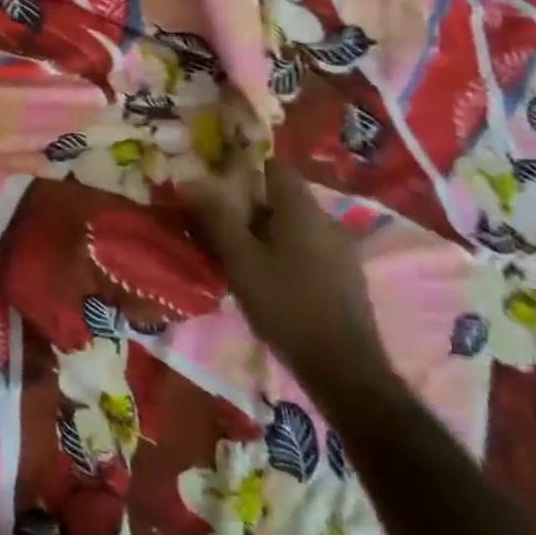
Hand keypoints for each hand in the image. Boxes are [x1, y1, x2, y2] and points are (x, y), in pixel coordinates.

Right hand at [183, 153, 394, 411]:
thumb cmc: (286, 305)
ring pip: (294, 226)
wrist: (342, 367)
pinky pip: (307, 249)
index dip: (245, 169)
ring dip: (265, 232)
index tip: (216, 183)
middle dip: (249, 206)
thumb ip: (217, 218)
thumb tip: (189, 179)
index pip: (275, 167)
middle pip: (282, 198)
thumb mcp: (241, 260)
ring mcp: (340, 249)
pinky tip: (266, 278)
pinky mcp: (345, 276)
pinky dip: (283, 252)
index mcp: (302, 210)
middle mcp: (326, 220)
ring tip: (236, 255)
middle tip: (216, 225)